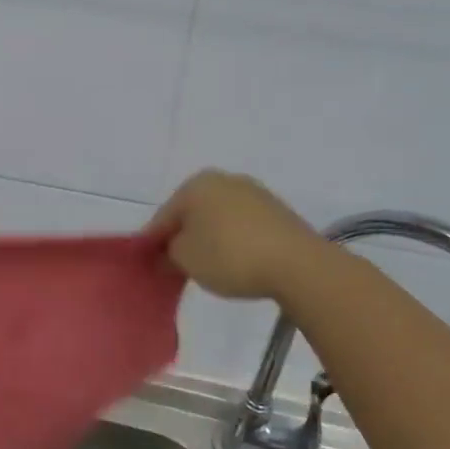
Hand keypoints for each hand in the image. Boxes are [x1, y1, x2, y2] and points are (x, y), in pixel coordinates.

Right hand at [147, 169, 327, 301]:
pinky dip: (234, 241)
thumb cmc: (229, 255)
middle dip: (183, 238)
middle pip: (191, 214)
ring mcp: (255, 193)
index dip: (153, 243)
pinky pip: (243, 226)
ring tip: (209, 269)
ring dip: (209, 239)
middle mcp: (224, 180)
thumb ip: (167, 253)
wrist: (298, 265)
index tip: (151, 266)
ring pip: (218, 219)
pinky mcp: (278, 212)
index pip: (163, 217)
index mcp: (195, 184)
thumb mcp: (184, 259)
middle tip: (178, 268)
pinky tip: (236, 263)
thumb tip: (168, 252)